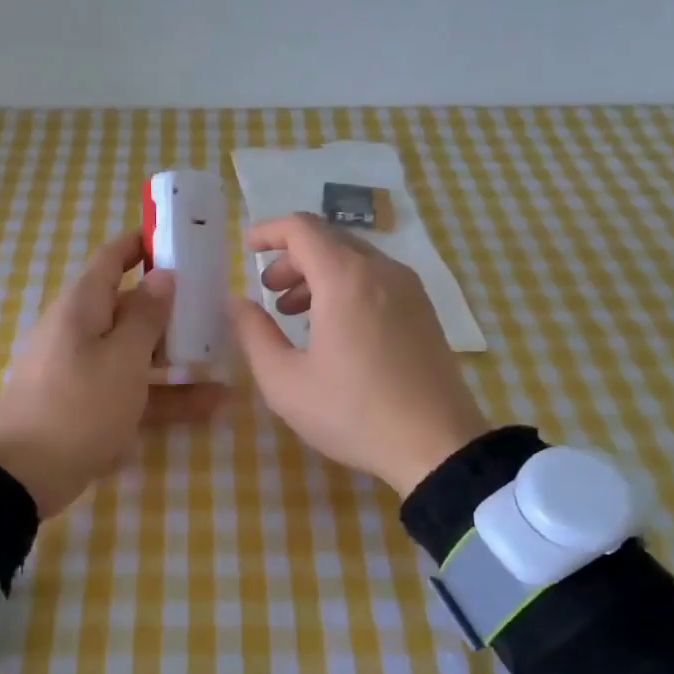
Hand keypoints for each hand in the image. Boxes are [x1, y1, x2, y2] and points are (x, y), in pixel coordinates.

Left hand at [0, 232, 224, 515]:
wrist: (22, 474)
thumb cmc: (77, 403)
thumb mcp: (122, 357)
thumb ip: (147, 316)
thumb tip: (163, 276)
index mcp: (83, 306)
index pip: (112, 258)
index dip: (143, 244)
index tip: (181, 240)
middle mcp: (82, 331)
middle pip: (130, 307)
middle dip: (172, 306)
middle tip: (217, 307)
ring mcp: (86, 371)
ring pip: (138, 353)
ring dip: (178, 356)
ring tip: (225, 358)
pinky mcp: (91, 407)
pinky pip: (135, 391)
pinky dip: (167, 395)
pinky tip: (213, 404)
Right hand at [226, 213, 488, 493]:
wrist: (437, 446)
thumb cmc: (352, 413)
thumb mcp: (285, 382)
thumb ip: (253, 334)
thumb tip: (236, 302)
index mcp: (345, 279)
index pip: (301, 228)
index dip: (268, 231)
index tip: (246, 248)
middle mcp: (381, 271)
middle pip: (329, 241)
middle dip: (292, 258)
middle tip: (268, 292)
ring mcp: (409, 289)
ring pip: (355, 260)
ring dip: (318, 275)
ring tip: (295, 313)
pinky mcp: (424, 310)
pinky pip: (377, 280)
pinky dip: (346, 287)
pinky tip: (335, 328)